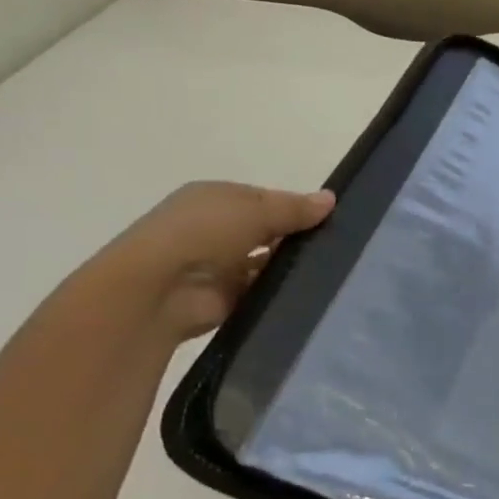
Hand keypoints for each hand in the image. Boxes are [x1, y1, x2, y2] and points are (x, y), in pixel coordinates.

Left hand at [89, 181, 335, 341]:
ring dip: (290, 266)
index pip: (264, 200)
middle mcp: (215, 230)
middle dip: (296, 237)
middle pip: (267, 231)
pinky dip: (282, 292)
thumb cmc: (202, 233)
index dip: (295, 207)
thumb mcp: (254, 209)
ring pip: (267, 262)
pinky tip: (313, 292)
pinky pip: (263, 291)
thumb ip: (294, 208)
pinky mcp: (227, 299)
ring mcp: (220, 266)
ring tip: (334, 270)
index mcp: (215, 199)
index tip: (331, 219)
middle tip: (340, 245)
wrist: (159, 289)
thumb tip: (332, 198)